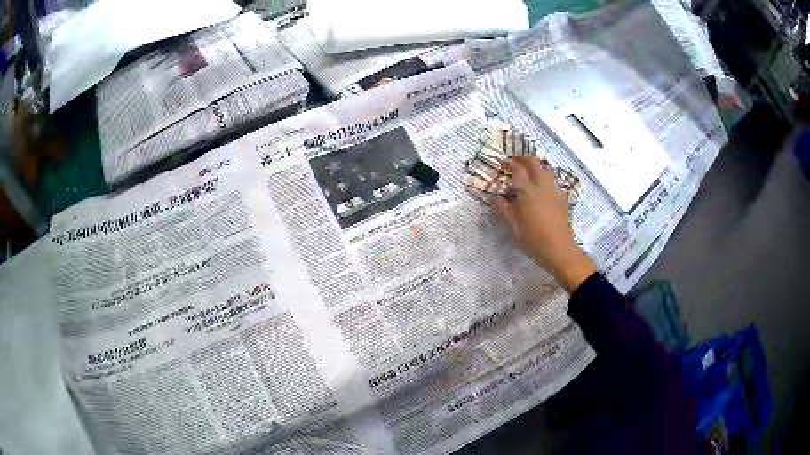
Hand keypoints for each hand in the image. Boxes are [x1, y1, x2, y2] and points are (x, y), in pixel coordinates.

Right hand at [491, 157, 596, 293]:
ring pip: (545, 170)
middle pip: (533, 162)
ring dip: (535, 168)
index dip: (508, 163)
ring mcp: (554, 190)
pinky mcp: (562, 198)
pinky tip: (542, 191)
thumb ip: (502, 209)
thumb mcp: (512, 227)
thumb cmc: (533, 239)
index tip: (502, 163)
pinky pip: (553, 182)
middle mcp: (541, 185)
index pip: (517, 168)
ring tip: (528, 175)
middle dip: (523, 159)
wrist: (559, 250)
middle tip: (514, 162)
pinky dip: (545, 180)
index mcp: (527, 190)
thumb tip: (493, 197)